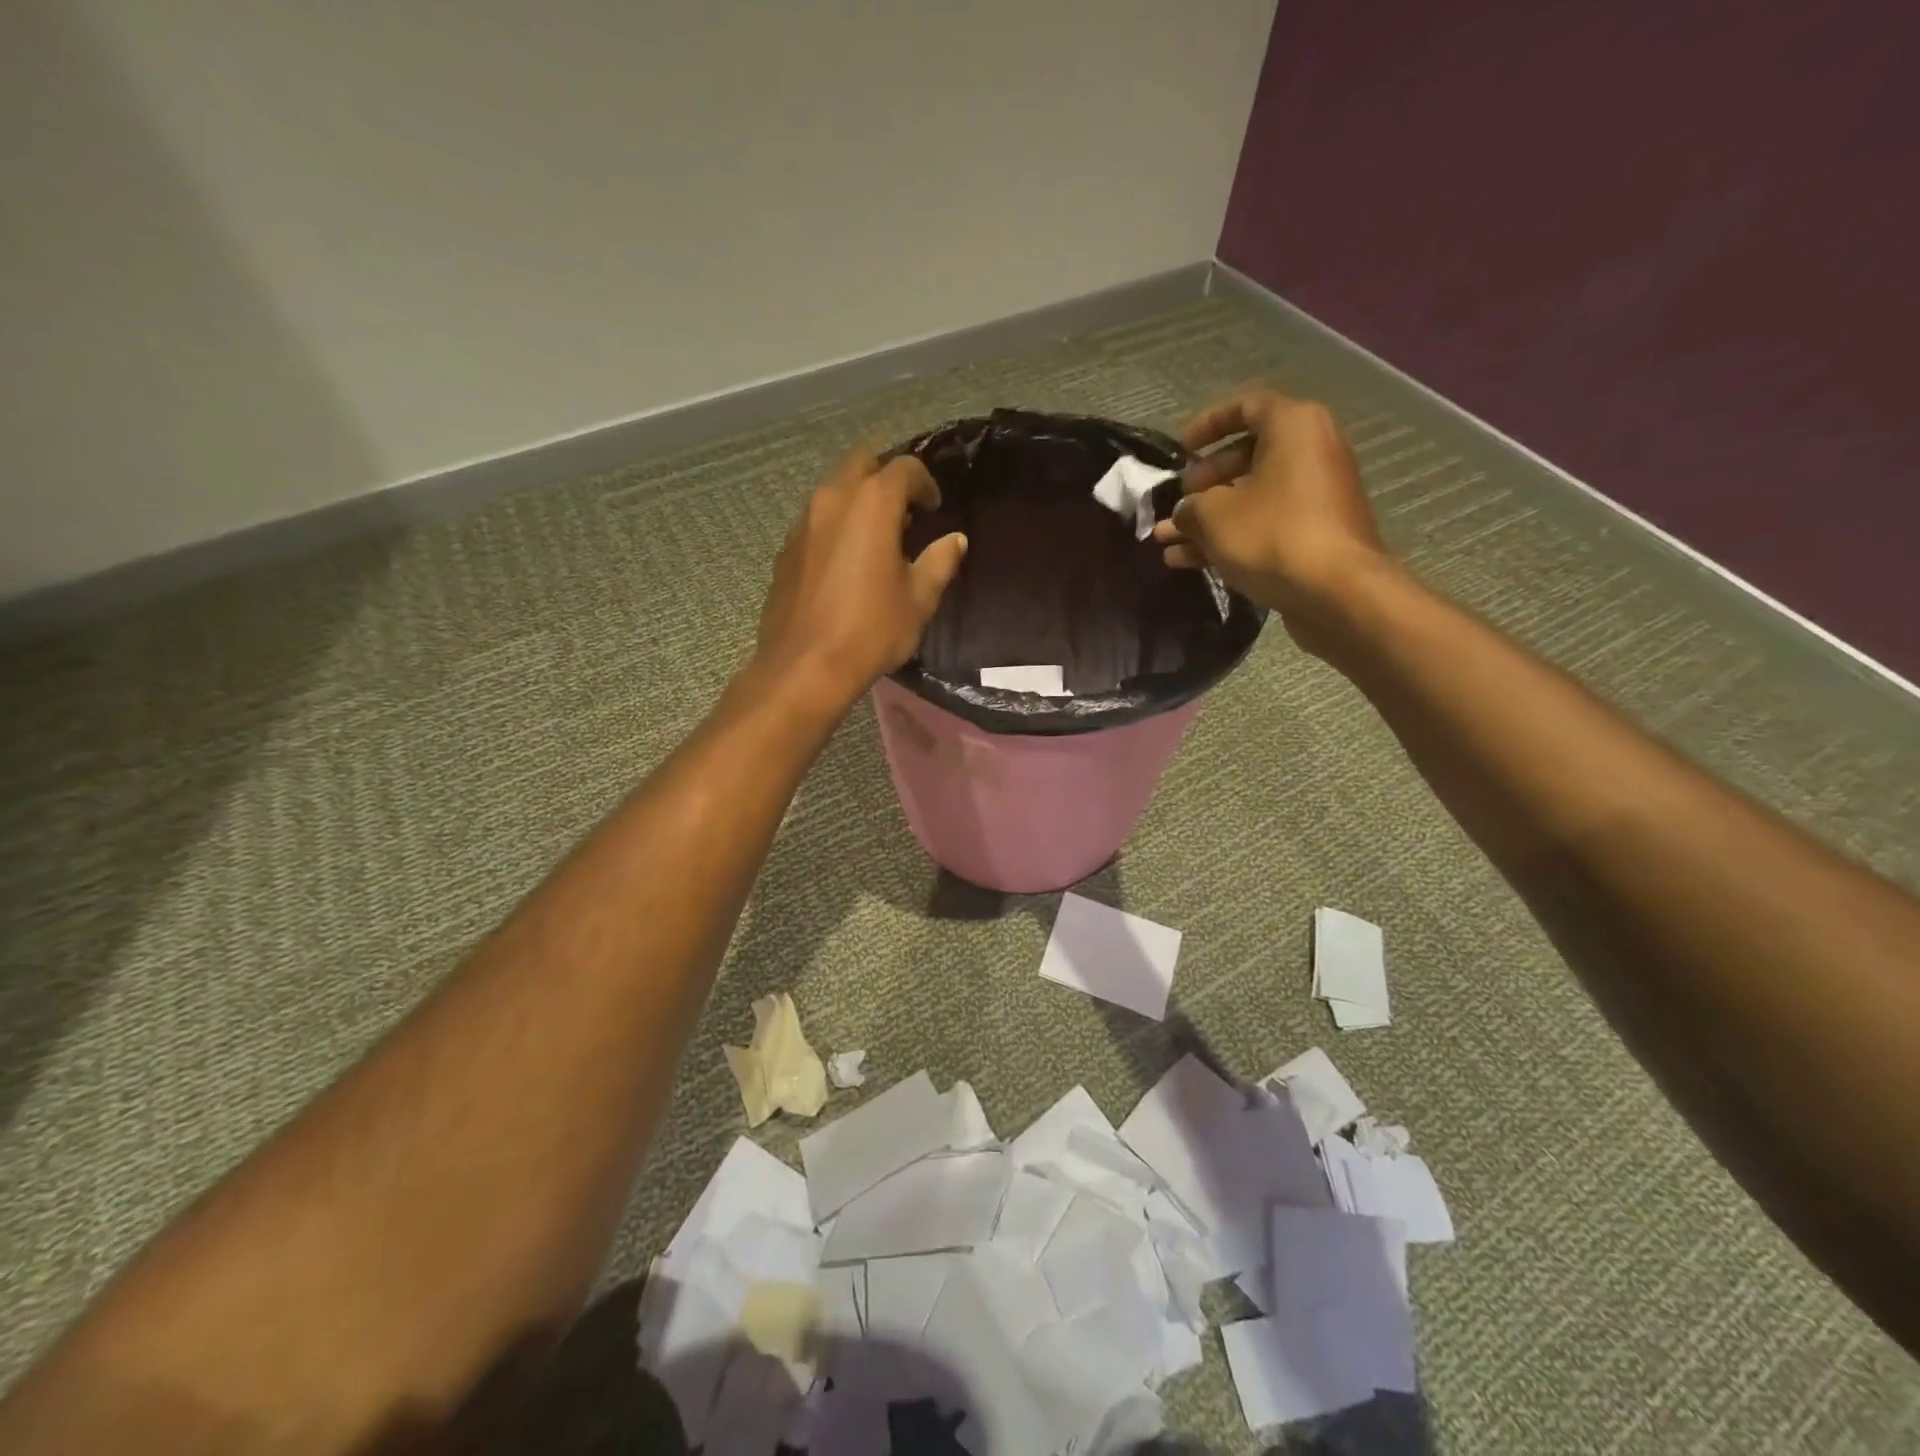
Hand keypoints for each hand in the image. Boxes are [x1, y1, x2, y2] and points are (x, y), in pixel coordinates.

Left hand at [753, 450, 967, 704]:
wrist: (804, 667)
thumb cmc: (871, 631)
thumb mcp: (919, 600)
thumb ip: (940, 562)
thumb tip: (955, 540)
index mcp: (872, 504)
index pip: (904, 469)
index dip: (925, 483)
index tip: (934, 508)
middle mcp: (832, 500)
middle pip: (861, 464)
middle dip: (886, 478)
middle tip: (904, 512)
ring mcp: (803, 523)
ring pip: (834, 491)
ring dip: (858, 501)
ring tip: (877, 537)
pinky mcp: (786, 549)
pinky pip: (816, 521)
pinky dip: (836, 526)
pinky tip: (846, 561)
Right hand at [1152, 387, 1391, 653]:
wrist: (1336, 592)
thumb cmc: (1272, 536)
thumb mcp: (1213, 516)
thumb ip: (1190, 507)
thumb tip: (1185, 512)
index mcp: (1293, 427)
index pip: (1246, 406)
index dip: (1208, 424)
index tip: (1181, 449)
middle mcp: (1310, 452)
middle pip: (1247, 456)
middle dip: (1203, 482)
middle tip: (1178, 501)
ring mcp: (1315, 495)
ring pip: (1251, 497)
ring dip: (1207, 518)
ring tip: (1167, 541)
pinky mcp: (1314, 533)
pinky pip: (1264, 524)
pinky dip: (1230, 537)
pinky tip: (1189, 562)